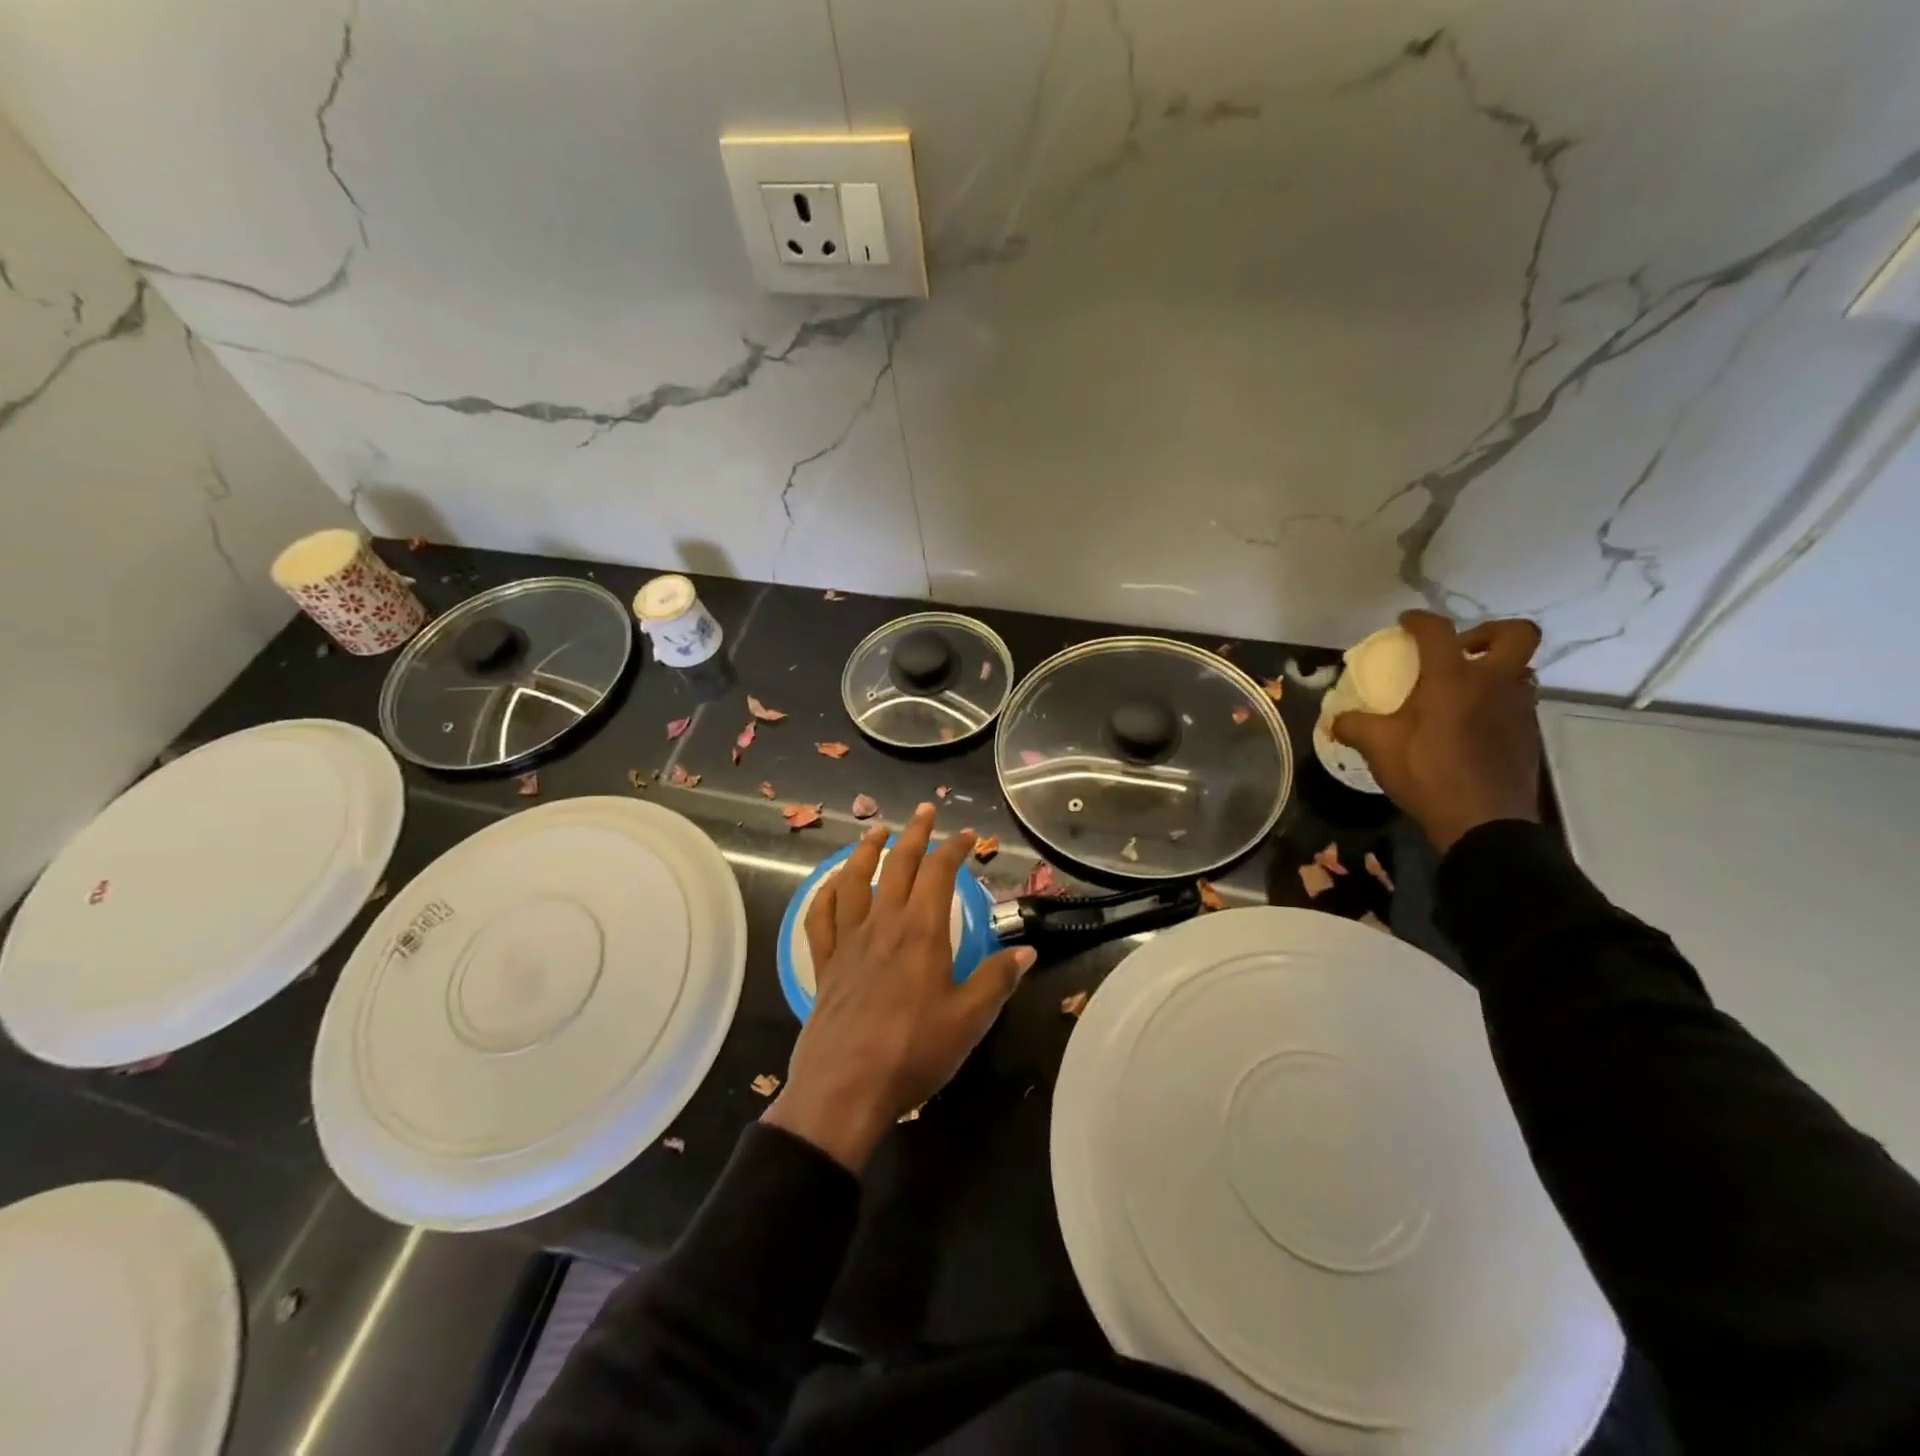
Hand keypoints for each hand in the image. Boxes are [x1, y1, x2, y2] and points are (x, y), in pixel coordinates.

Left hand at [763, 803, 1035, 1173]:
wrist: (844, 1091)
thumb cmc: (912, 1053)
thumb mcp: (968, 1020)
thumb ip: (996, 980)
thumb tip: (1027, 950)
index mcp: (921, 932)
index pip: (939, 873)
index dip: (954, 848)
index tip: (969, 835)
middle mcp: (883, 925)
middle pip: (897, 865)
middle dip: (914, 834)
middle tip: (925, 810)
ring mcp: (848, 943)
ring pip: (853, 881)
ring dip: (865, 851)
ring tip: (876, 831)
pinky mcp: (825, 965)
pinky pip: (821, 919)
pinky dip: (825, 893)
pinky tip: (832, 884)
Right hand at [1332, 610, 1544, 852]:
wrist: (1483, 821)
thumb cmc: (1426, 773)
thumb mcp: (1377, 747)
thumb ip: (1353, 726)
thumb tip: (1336, 720)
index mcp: (1452, 678)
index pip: (1437, 631)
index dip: (1420, 620)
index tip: (1406, 622)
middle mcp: (1493, 682)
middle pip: (1515, 633)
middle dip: (1487, 632)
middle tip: (1459, 651)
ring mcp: (1518, 707)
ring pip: (1519, 669)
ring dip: (1495, 670)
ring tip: (1464, 690)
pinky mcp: (1528, 734)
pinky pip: (1517, 702)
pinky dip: (1497, 702)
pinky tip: (1471, 725)